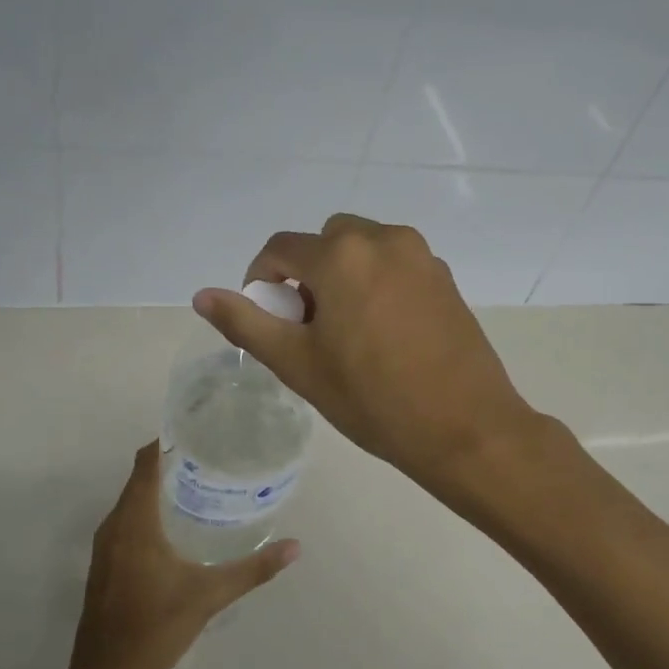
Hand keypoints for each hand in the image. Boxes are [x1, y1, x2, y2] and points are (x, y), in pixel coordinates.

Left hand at [64, 442, 298, 668]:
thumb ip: (253, 570)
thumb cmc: (155, 629)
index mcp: (135, 523)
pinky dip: (148, 509)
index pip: (146, 463)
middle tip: (211, 456)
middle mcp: (114, 526)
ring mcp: (105, 546)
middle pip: (139, 478)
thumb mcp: (209, 597)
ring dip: (158, 487)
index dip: (167, 441)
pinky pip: (126, 519)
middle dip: (170, 462)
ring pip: (131, 500)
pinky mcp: (104, 563)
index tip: (199, 431)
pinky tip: (177, 523)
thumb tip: (296, 547)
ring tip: (199, 483)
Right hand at [192, 214, 538, 497]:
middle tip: (310, 327)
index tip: (268, 318)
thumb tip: (202, 296)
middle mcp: (384, 239)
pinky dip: (378, 284)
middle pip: (326, 242)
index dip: (262, 279)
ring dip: (344, 276)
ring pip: (364, 250)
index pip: (280, 248)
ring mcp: (421, 256)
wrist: (465, 428)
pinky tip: (385, 334)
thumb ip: (247, 323)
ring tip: (348, 332)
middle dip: (308, 274)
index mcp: (342, 255)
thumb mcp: (298, 364)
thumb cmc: (372, 399)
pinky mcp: (446, 278)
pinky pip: (396, 265)